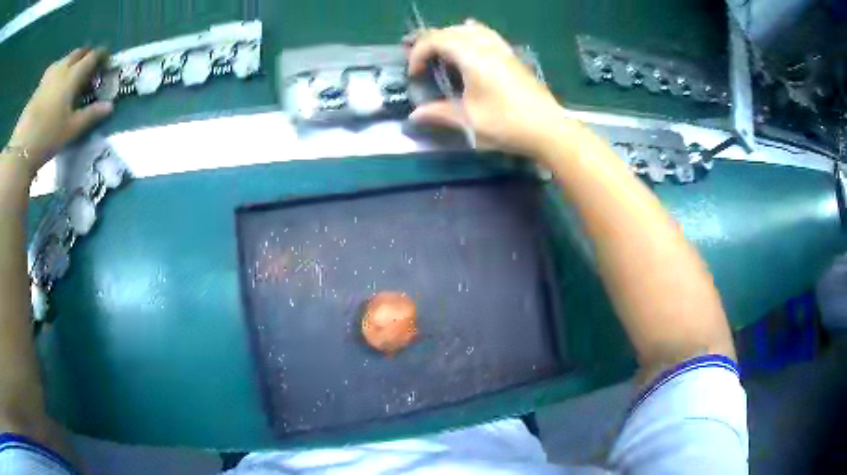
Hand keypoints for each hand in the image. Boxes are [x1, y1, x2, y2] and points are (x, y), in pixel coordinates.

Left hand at [8, 48, 112, 174]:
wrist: (22, 146)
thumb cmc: (48, 136)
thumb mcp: (71, 129)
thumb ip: (91, 115)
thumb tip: (110, 106)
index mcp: (74, 74)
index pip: (93, 56)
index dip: (102, 56)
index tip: (107, 62)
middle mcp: (63, 67)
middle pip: (79, 52)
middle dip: (87, 56)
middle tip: (89, 69)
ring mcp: (49, 74)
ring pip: (66, 58)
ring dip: (72, 61)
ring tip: (72, 75)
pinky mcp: (40, 85)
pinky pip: (54, 69)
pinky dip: (59, 70)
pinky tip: (56, 83)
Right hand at [407, 21, 568, 156]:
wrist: (548, 129)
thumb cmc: (506, 124)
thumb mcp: (469, 121)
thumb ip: (439, 113)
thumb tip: (415, 115)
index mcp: (472, 57)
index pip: (436, 40)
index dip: (418, 54)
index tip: (414, 75)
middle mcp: (486, 46)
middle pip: (451, 31)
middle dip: (430, 42)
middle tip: (422, 63)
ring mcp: (502, 49)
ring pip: (470, 29)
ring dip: (451, 37)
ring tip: (443, 54)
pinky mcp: (512, 57)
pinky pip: (488, 35)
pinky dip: (472, 36)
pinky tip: (471, 44)